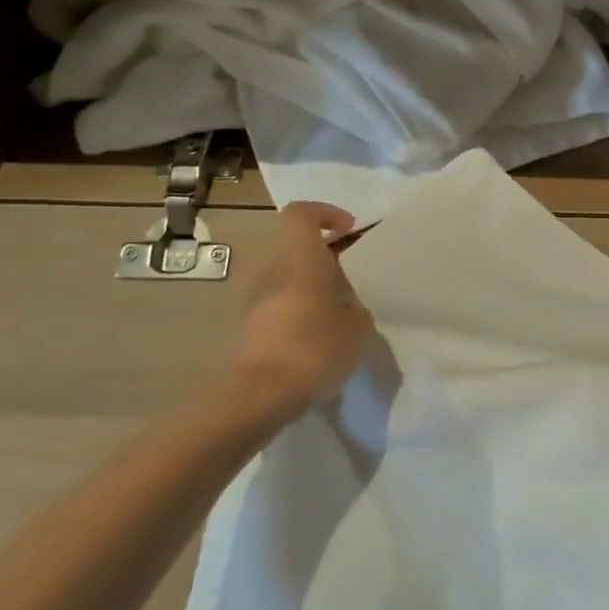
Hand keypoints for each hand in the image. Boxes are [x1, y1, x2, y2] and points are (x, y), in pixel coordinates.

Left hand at [227, 202, 373, 426]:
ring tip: (339, 318)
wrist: (259, 396)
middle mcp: (273, 270)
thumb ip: (356, 306)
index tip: (349, 231)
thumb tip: (346, 305)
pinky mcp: (249, 327)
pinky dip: (300, 314)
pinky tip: (319, 342)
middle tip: (352, 285)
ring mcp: (256, 299)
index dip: (326, 213)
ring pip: (289, 278)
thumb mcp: (359, 327)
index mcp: (301, 259)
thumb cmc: (314, 349)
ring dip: (313, 289)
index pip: (301, 214)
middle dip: (326, 260)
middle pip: (298, 248)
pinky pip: (280, 306)